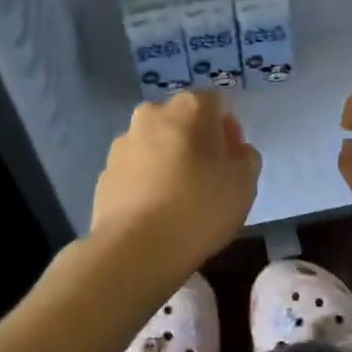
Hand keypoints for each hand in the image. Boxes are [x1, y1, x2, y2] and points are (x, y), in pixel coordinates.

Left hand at [91, 90, 261, 270]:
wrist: (135, 249)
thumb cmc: (199, 208)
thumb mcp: (245, 184)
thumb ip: (247, 158)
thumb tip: (236, 151)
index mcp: (189, 108)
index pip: (216, 102)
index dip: (228, 127)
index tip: (232, 158)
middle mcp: (152, 115)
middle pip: (182, 119)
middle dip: (196, 139)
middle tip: (209, 175)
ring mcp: (123, 143)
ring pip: (156, 143)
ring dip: (169, 159)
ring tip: (180, 197)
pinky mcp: (104, 173)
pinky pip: (136, 169)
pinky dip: (147, 180)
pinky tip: (156, 211)